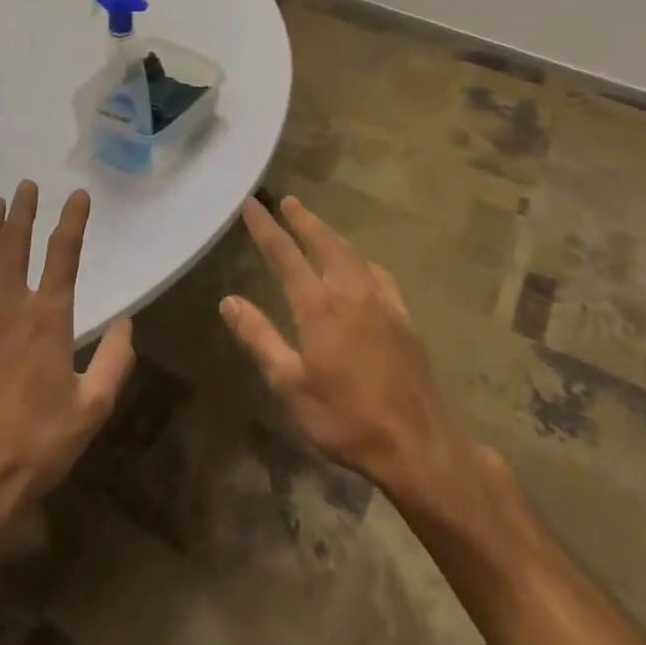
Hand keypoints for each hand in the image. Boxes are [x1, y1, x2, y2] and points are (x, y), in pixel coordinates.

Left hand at [0, 182, 135, 543]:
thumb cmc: (34, 447)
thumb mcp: (91, 410)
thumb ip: (114, 362)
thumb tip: (128, 323)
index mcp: (48, 320)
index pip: (64, 256)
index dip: (72, 221)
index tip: (78, 196)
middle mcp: (8, 308)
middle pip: (16, 246)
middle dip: (24, 211)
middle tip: (27, 185)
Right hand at [221, 196, 476, 501]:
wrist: (417, 443)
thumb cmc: (345, 418)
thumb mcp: (290, 385)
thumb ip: (259, 338)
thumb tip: (229, 300)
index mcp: (320, 307)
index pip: (286, 255)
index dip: (266, 228)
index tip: (252, 204)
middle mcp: (352, 293)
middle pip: (325, 243)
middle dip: (304, 220)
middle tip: (287, 201)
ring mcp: (383, 302)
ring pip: (353, 254)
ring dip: (331, 235)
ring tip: (316, 226)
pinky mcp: (404, 317)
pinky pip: (378, 273)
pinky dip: (360, 259)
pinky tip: (361, 266)